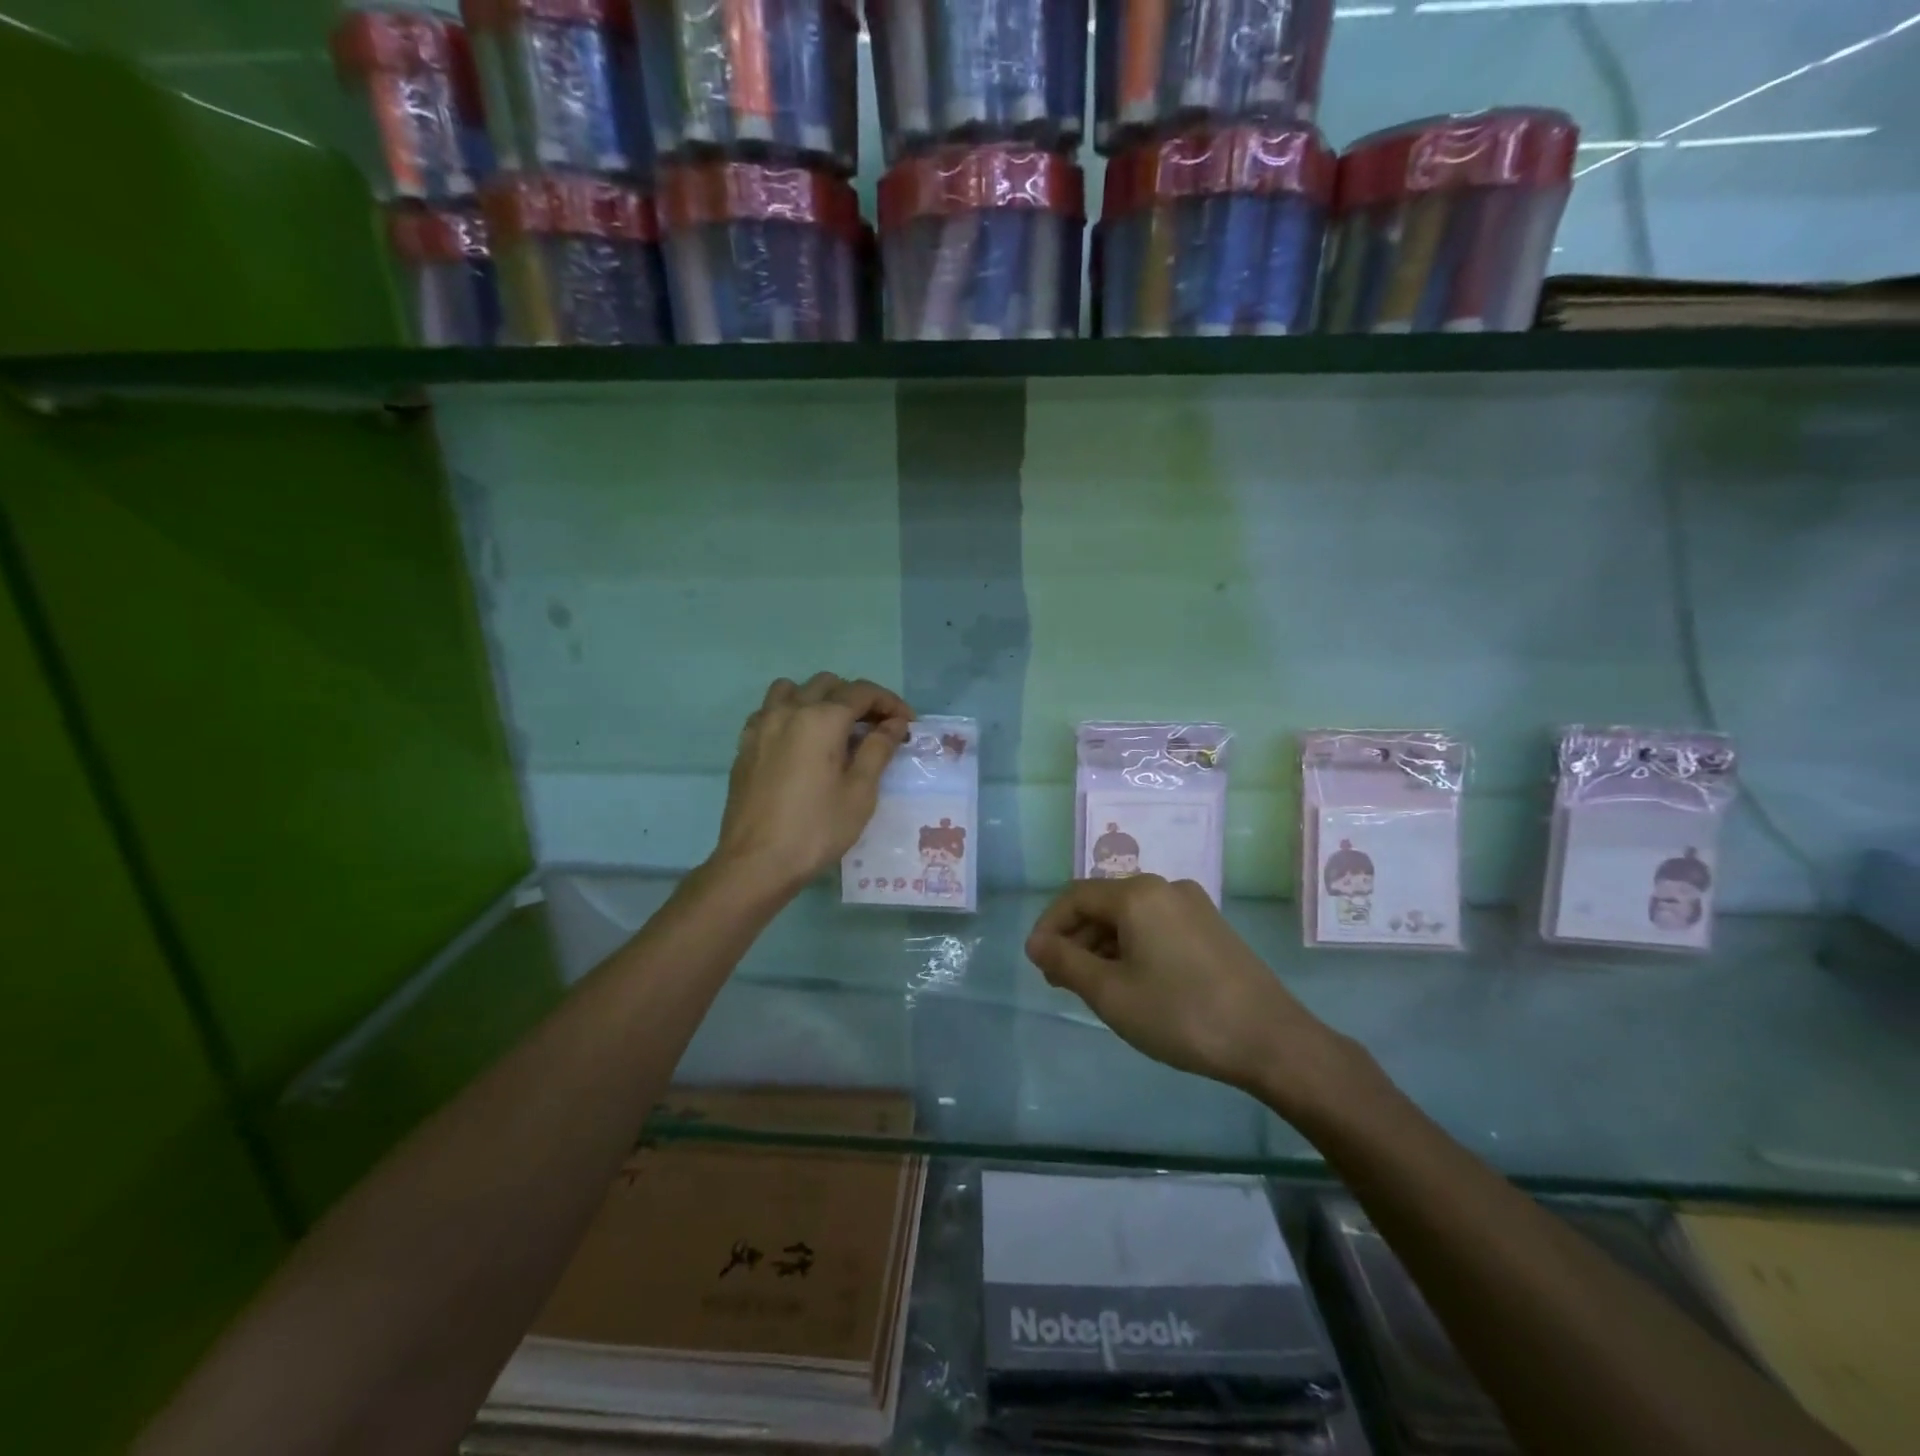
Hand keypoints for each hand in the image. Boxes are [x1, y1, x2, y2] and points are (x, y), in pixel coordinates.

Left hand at [711, 673, 912, 895]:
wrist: (755, 863)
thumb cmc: (816, 829)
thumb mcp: (860, 792)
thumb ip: (878, 749)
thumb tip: (895, 723)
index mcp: (821, 719)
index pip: (862, 693)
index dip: (890, 703)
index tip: (908, 723)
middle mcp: (789, 711)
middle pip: (828, 685)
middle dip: (858, 699)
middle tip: (877, 728)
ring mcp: (761, 726)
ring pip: (793, 689)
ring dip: (819, 699)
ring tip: (835, 728)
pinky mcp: (745, 745)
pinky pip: (770, 711)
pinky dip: (791, 713)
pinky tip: (800, 742)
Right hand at [1026, 876, 1361, 1113]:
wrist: (1272, 1041)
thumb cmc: (1181, 1015)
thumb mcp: (1111, 993)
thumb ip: (1065, 963)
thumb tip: (1036, 944)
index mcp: (1138, 894)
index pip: (1075, 897)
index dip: (1049, 926)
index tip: (1036, 963)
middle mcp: (1165, 887)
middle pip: (1104, 904)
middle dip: (1076, 938)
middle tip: (1061, 981)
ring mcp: (1193, 906)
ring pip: (1131, 917)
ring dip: (1104, 945)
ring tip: (1093, 987)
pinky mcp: (1212, 927)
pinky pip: (1157, 926)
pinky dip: (1133, 947)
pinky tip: (1133, 982)